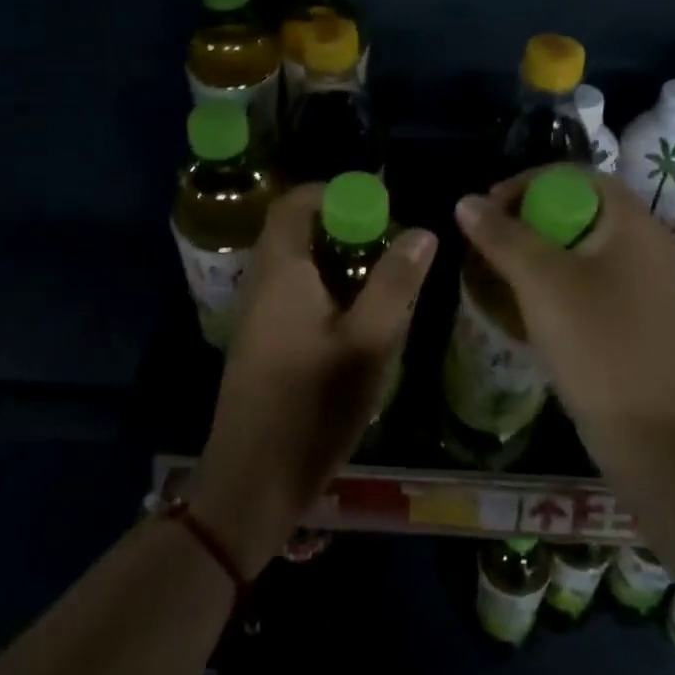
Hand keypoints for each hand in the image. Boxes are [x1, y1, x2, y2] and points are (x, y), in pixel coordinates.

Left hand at [191, 184, 436, 575]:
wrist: (252, 481)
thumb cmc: (312, 405)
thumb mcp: (368, 342)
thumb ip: (395, 283)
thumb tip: (421, 231)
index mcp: (281, 271)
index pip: (294, 204)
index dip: (332, 193)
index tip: (375, 205)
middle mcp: (260, 284)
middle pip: (294, 233)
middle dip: (341, 229)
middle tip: (386, 245)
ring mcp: (254, 317)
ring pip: (294, 267)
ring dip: (333, 262)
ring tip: (379, 282)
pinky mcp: (258, 346)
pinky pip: (290, 296)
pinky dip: (322, 291)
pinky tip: (354, 323)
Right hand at [454, 167, 674, 455]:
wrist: (654, 436)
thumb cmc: (599, 345)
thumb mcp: (542, 282)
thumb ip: (502, 236)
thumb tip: (466, 201)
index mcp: (631, 222)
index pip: (573, 176)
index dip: (526, 184)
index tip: (487, 210)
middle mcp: (642, 243)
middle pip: (575, 209)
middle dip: (525, 220)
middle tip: (487, 243)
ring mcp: (641, 282)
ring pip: (578, 247)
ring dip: (535, 252)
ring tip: (497, 272)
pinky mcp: (632, 315)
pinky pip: (586, 279)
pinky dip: (553, 281)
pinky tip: (525, 304)